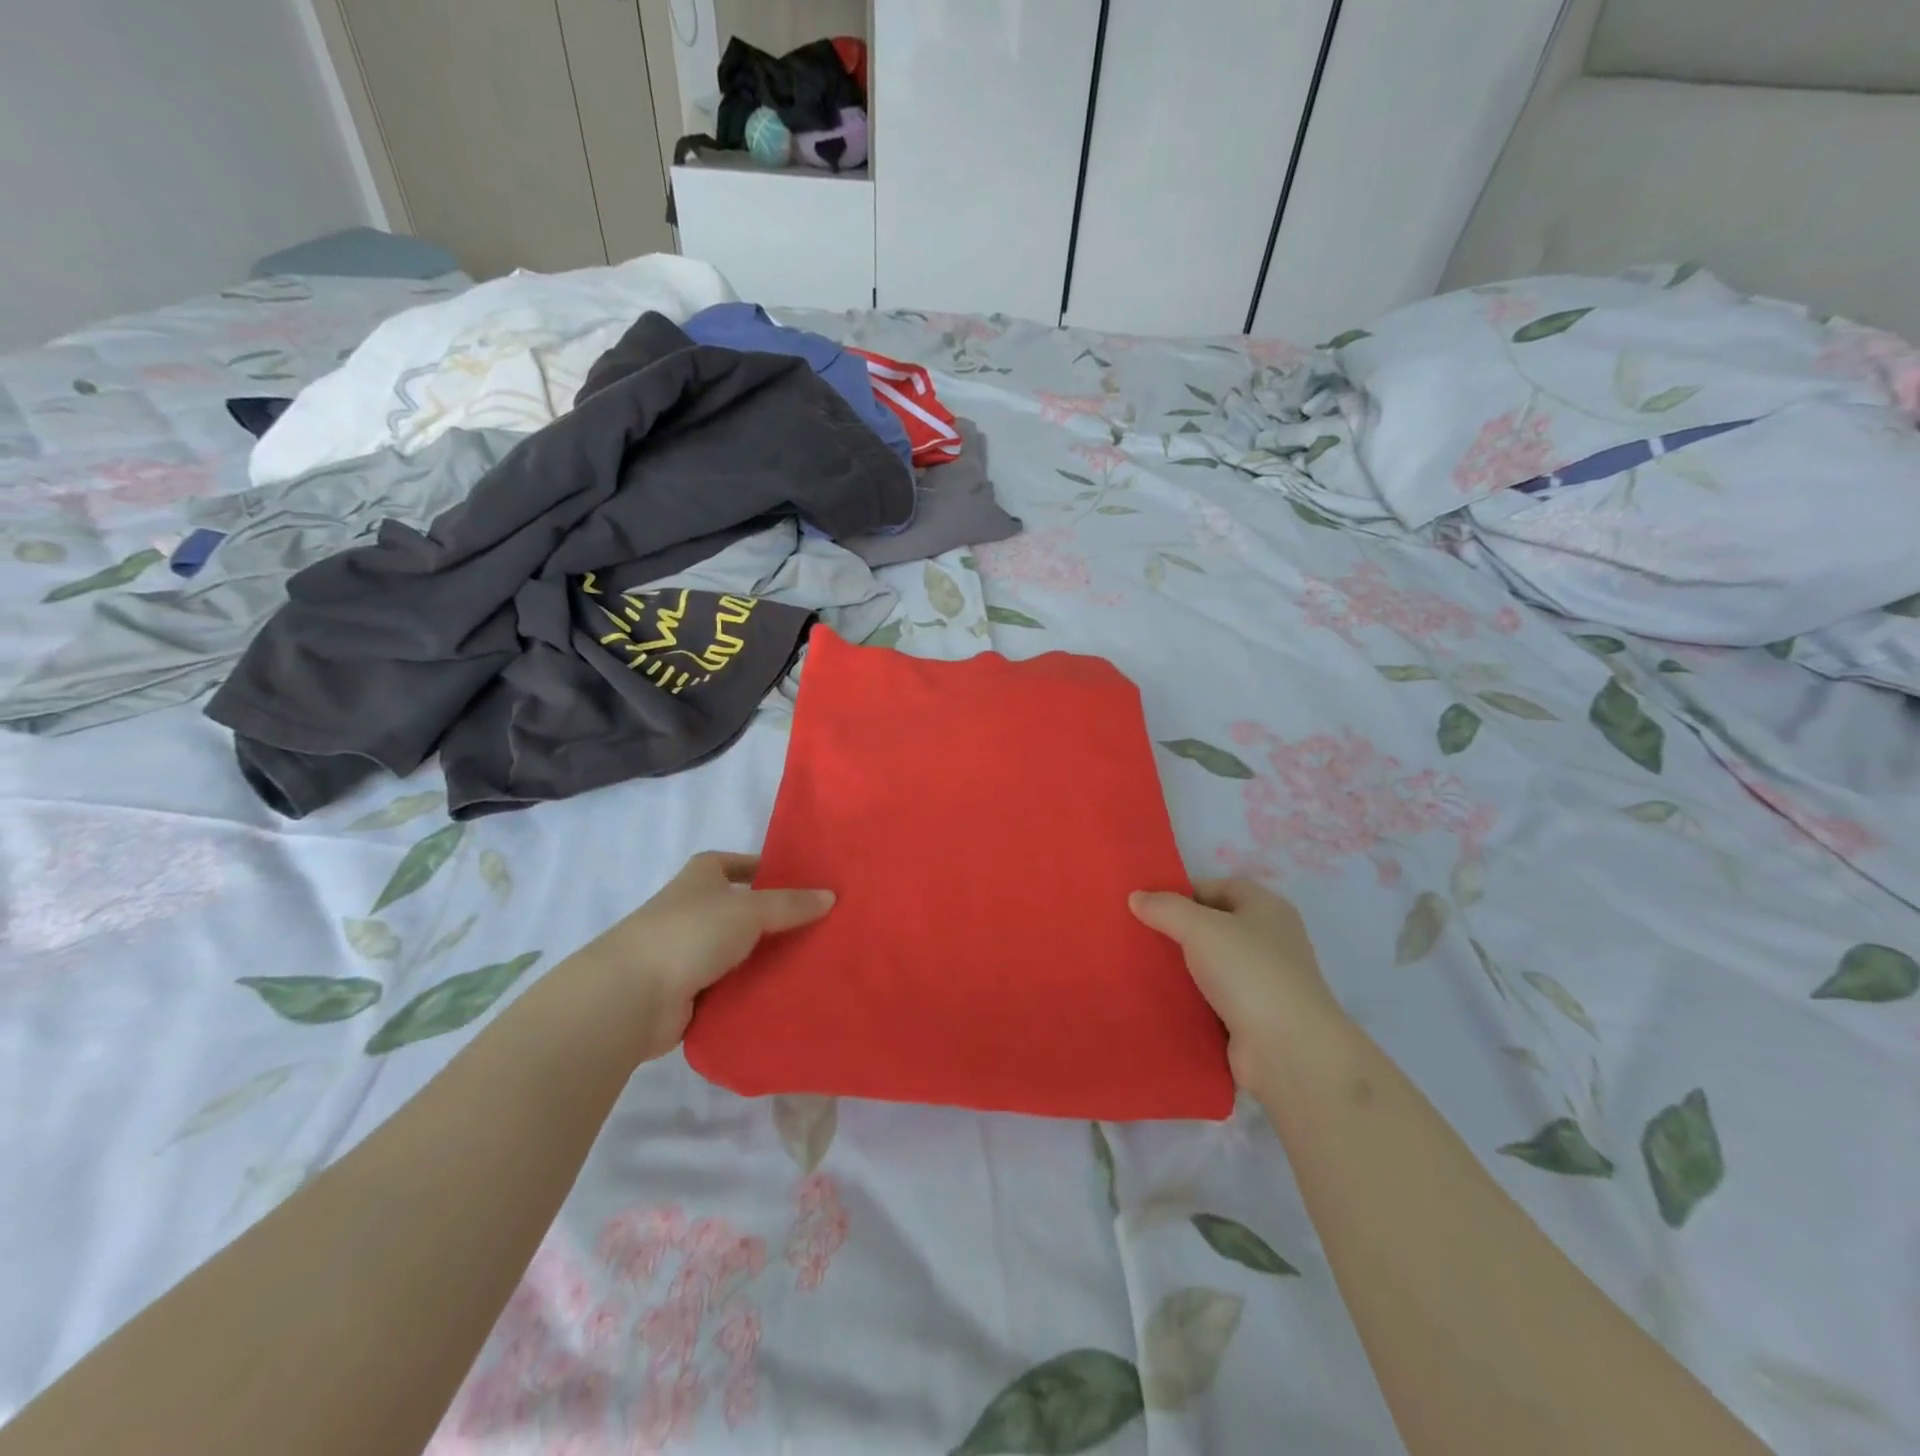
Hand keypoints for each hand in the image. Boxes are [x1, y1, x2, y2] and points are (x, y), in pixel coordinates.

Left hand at [572, 851, 832, 1063]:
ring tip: (812, 961)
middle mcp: (691, 909)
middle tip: (819, 925)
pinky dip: (750, 989)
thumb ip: (791, 904)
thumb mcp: (749, 909)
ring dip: (764, 957)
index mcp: (699, 877)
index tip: (799, 881)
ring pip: (737, 950)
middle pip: (740, 909)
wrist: (632, 996)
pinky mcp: (687, 992)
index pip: (734, 863)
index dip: (763, 868)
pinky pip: (729, 986)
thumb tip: (831, 896)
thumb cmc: (690, 933)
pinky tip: (784, 993)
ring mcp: (687, 952)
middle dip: (774, 917)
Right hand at [1130, 878, 1343, 1093]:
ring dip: (1182, 968)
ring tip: (1140, 966)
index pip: (1220, 888)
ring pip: (1212, 965)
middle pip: (1215, 926)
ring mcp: (1263, 982)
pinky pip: (1213, 999)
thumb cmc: (1249, 972)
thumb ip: (1166, 908)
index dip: (1185, 892)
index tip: (1149, 905)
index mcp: (1267, 909)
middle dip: (1178, 930)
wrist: (1288, 1050)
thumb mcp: (1200, 928)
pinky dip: (1190, 999)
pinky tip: (1159, 999)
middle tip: (1139, 935)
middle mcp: (1270, 941)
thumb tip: (1136, 897)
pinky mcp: (1252, 1017)